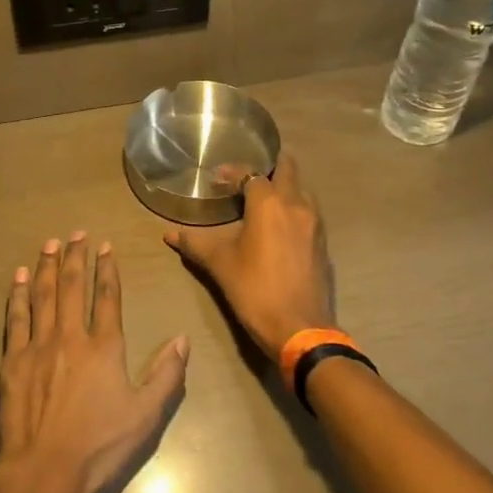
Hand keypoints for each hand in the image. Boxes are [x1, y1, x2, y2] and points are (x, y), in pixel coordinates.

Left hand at [0, 232, 188, 492]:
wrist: (44, 471)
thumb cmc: (99, 446)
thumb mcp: (146, 416)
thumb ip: (167, 375)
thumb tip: (182, 339)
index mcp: (104, 348)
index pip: (108, 297)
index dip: (107, 269)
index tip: (104, 246)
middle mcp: (71, 337)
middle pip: (72, 287)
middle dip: (74, 257)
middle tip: (75, 233)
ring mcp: (38, 346)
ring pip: (43, 295)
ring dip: (46, 266)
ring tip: (49, 243)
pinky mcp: (13, 361)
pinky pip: (16, 318)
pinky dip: (18, 295)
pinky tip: (19, 278)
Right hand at [164, 154, 334, 357]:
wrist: (300, 328)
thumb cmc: (255, 290)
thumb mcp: (220, 265)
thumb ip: (196, 244)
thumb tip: (169, 234)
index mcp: (269, 204)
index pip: (251, 173)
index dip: (232, 171)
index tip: (217, 178)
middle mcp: (297, 205)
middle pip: (288, 170)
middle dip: (270, 165)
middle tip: (250, 172)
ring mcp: (315, 224)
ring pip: (302, 191)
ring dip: (285, 186)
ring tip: (263, 197)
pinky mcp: (322, 243)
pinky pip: (309, 213)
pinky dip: (294, 208)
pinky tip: (280, 225)